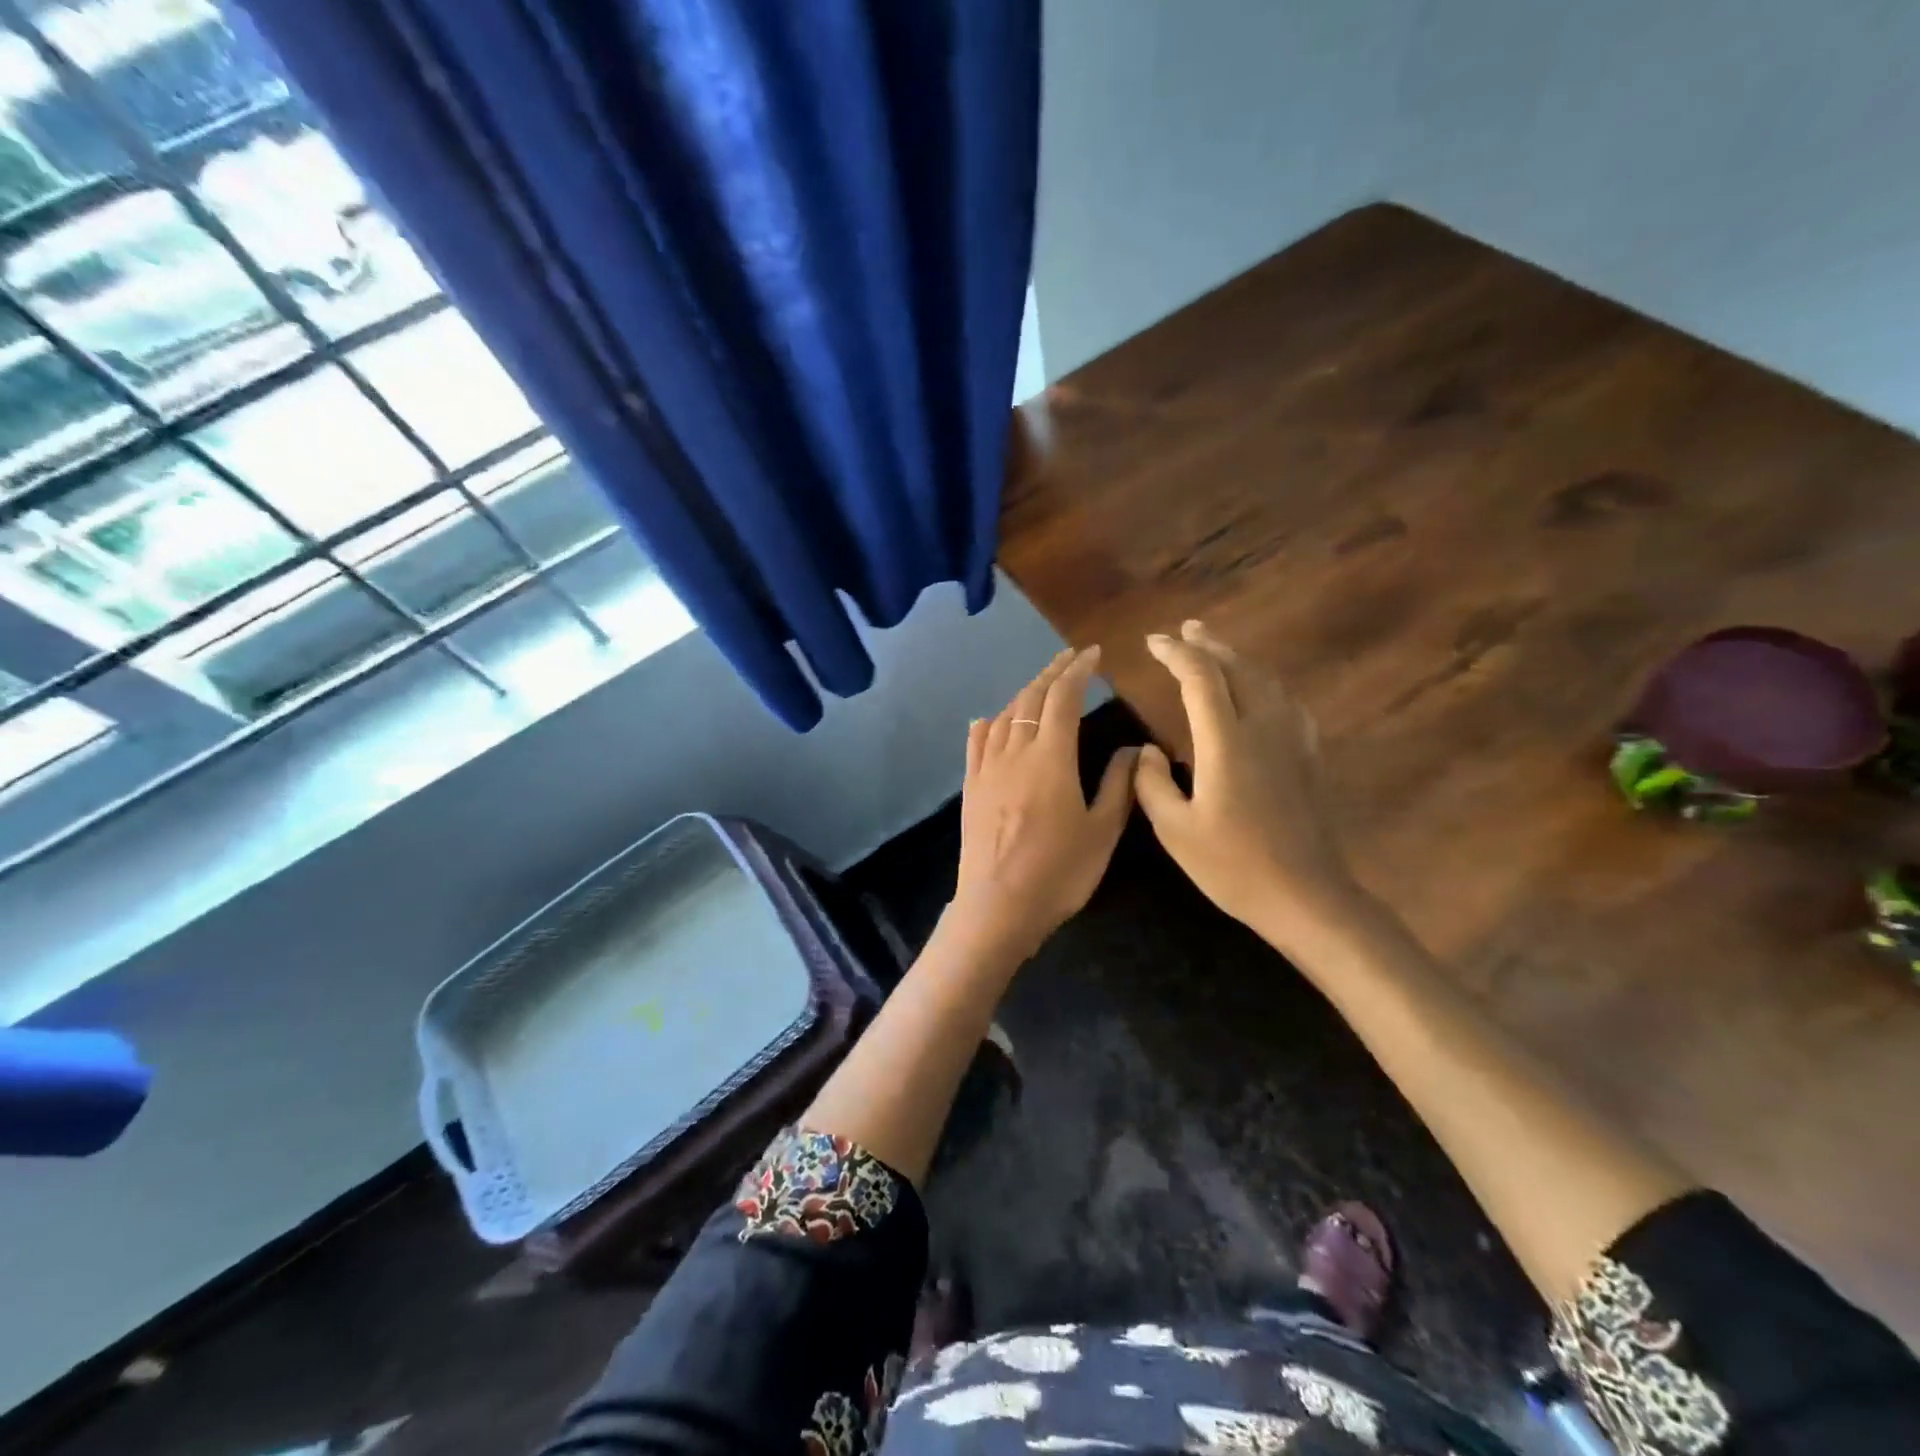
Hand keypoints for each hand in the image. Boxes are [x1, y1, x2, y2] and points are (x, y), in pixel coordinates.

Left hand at [951, 646, 1139, 961]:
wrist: (997, 908)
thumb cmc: (1058, 873)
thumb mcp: (1102, 832)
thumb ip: (1118, 785)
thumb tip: (1132, 749)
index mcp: (1051, 758)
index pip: (1063, 698)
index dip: (1078, 671)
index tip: (1092, 654)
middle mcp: (1015, 753)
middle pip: (1031, 699)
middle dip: (1052, 673)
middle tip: (1070, 659)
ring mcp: (987, 769)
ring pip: (1004, 716)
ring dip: (1024, 693)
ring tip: (1041, 685)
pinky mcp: (971, 787)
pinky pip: (977, 743)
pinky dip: (988, 723)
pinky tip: (990, 719)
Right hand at [1133, 620, 1360, 948]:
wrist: (1306, 897)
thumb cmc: (1233, 866)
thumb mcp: (1175, 830)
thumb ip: (1152, 784)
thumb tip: (1147, 751)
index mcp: (1226, 743)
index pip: (1200, 678)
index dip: (1176, 653)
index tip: (1153, 642)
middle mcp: (1262, 729)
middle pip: (1238, 669)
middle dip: (1208, 644)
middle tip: (1185, 629)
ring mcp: (1292, 741)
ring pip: (1266, 681)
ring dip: (1238, 659)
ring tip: (1217, 649)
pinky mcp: (1308, 757)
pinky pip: (1286, 702)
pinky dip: (1266, 684)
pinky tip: (1262, 691)